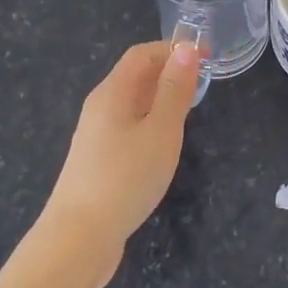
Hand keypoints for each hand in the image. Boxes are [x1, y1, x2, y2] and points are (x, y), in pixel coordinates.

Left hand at [42, 39, 200, 287]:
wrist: (79, 238)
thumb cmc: (126, 178)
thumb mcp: (160, 131)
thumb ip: (175, 90)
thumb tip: (186, 49)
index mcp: (112, 93)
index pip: (142, 54)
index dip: (173, 49)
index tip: (208, 57)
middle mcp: (99, 108)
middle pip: (134, 76)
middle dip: (168, 71)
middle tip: (204, 83)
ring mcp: (96, 136)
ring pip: (132, 103)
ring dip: (160, 98)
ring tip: (190, 110)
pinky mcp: (98, 161)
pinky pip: (128, 126)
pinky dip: (150, 122)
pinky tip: (164, 144)